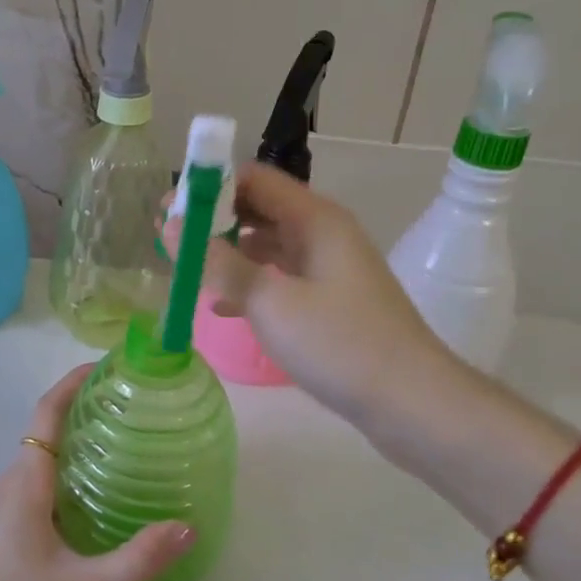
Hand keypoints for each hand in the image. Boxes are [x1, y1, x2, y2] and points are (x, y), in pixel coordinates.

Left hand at [0, 364, 194, 580]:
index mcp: (28, 479)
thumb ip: (136, 559)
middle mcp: (13, 480)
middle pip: (48, 427)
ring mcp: (5, 501)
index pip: (47, 411)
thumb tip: (187, 528)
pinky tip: (94, 491)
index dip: (73, 382)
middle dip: (83, 408)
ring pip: (43, 454)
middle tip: (129, 406)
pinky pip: (39, 477)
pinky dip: (67, 467)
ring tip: (120, 442)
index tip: (104, 366)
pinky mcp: (5, 522)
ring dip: (75, 439)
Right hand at [171, 163, 458, 426]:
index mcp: (315, 219)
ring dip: (227, 252)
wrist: (412, 403)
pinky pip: (279, 277)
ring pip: (267, 244)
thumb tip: (171, 227)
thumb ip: (219, 263)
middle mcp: (322, 233)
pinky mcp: (329, 300)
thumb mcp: (271, 302)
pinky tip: (220, 306)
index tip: (169, 209)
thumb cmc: (340, 345)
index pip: (253, 178)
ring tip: (186, 269)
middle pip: (259, 208)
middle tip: (168, 239)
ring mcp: (328, 267)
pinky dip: (248, 283)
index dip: (208, 186)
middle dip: (212, 219)